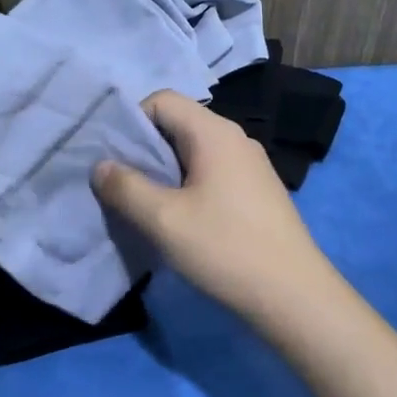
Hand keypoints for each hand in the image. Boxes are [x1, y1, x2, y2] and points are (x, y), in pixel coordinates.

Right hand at [93, 90, 343, 328]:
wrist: (295, 296)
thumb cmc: (225, 249)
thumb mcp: (163, 220)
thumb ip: (125, 187)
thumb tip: (101, 166)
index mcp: (214, 132)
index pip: (162, 100)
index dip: (131, 121)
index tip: (112, 157)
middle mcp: (235, 138)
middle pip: (178, 124)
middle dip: (144, 149)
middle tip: (120, 184)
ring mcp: (251, 165)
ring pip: (194, 151)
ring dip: (164, 171)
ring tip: (144, 204)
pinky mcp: (257, 190)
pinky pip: (212, 172)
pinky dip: (188, 185)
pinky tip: (180, 219)